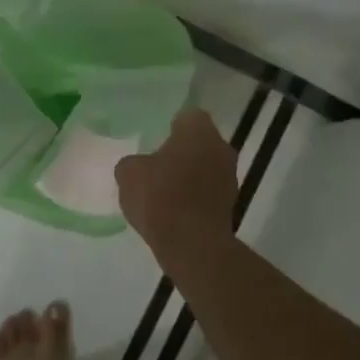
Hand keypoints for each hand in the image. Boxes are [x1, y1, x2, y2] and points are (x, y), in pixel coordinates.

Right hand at [116, 109, 236, 252]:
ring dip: (190, 173)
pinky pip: (208, 189)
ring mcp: (230, 176)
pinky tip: (175, 208)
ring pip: (206, 165)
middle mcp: (220, 147)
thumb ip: (132, 162)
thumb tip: (139, 165)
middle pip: (199, 141)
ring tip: (164, 189)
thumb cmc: (160, 197)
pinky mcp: (231, 203)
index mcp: (198, 130)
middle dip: (182, 150)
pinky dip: (195, 195)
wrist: (192, 244)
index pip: (187, 116)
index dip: (171, 125)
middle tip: (157, 162)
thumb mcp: (129, 174)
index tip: (156, 138)